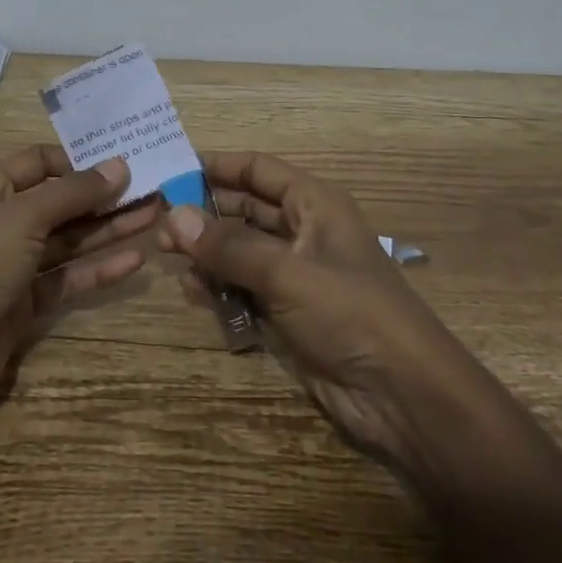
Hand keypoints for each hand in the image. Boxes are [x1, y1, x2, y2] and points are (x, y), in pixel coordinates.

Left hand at [0, 146, 158, 424]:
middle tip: (152, 188)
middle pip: (61, 201)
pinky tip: (136, 260)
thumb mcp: (24, 217)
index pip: (39, 162)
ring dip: (109, 229)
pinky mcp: (27, 302)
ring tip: (155, 217)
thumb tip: (119, 166)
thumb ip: (74, 193)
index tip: (121, 159)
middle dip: (104, 196)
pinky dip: (99, 269)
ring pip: (69, 240)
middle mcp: (2, 222)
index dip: (78, 160)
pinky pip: (69, 277)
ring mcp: (15, 264)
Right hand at [162, 151, 476, 466]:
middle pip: (245, 209)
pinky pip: (244, 288)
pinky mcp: (288, 313)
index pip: (259, 170)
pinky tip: (192, 291)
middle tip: (158, 222)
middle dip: (204, 213)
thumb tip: (174, 217)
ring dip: (207, 252)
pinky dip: (220, 287)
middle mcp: (304, 232)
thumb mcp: (287, 272)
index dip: (218, 166)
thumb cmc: (350, 313)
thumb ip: (229, 245)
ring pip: (240, 250)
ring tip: (165, 257)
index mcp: (315, 204)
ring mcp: (295, 275)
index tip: (172, 168)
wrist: (402, 397)